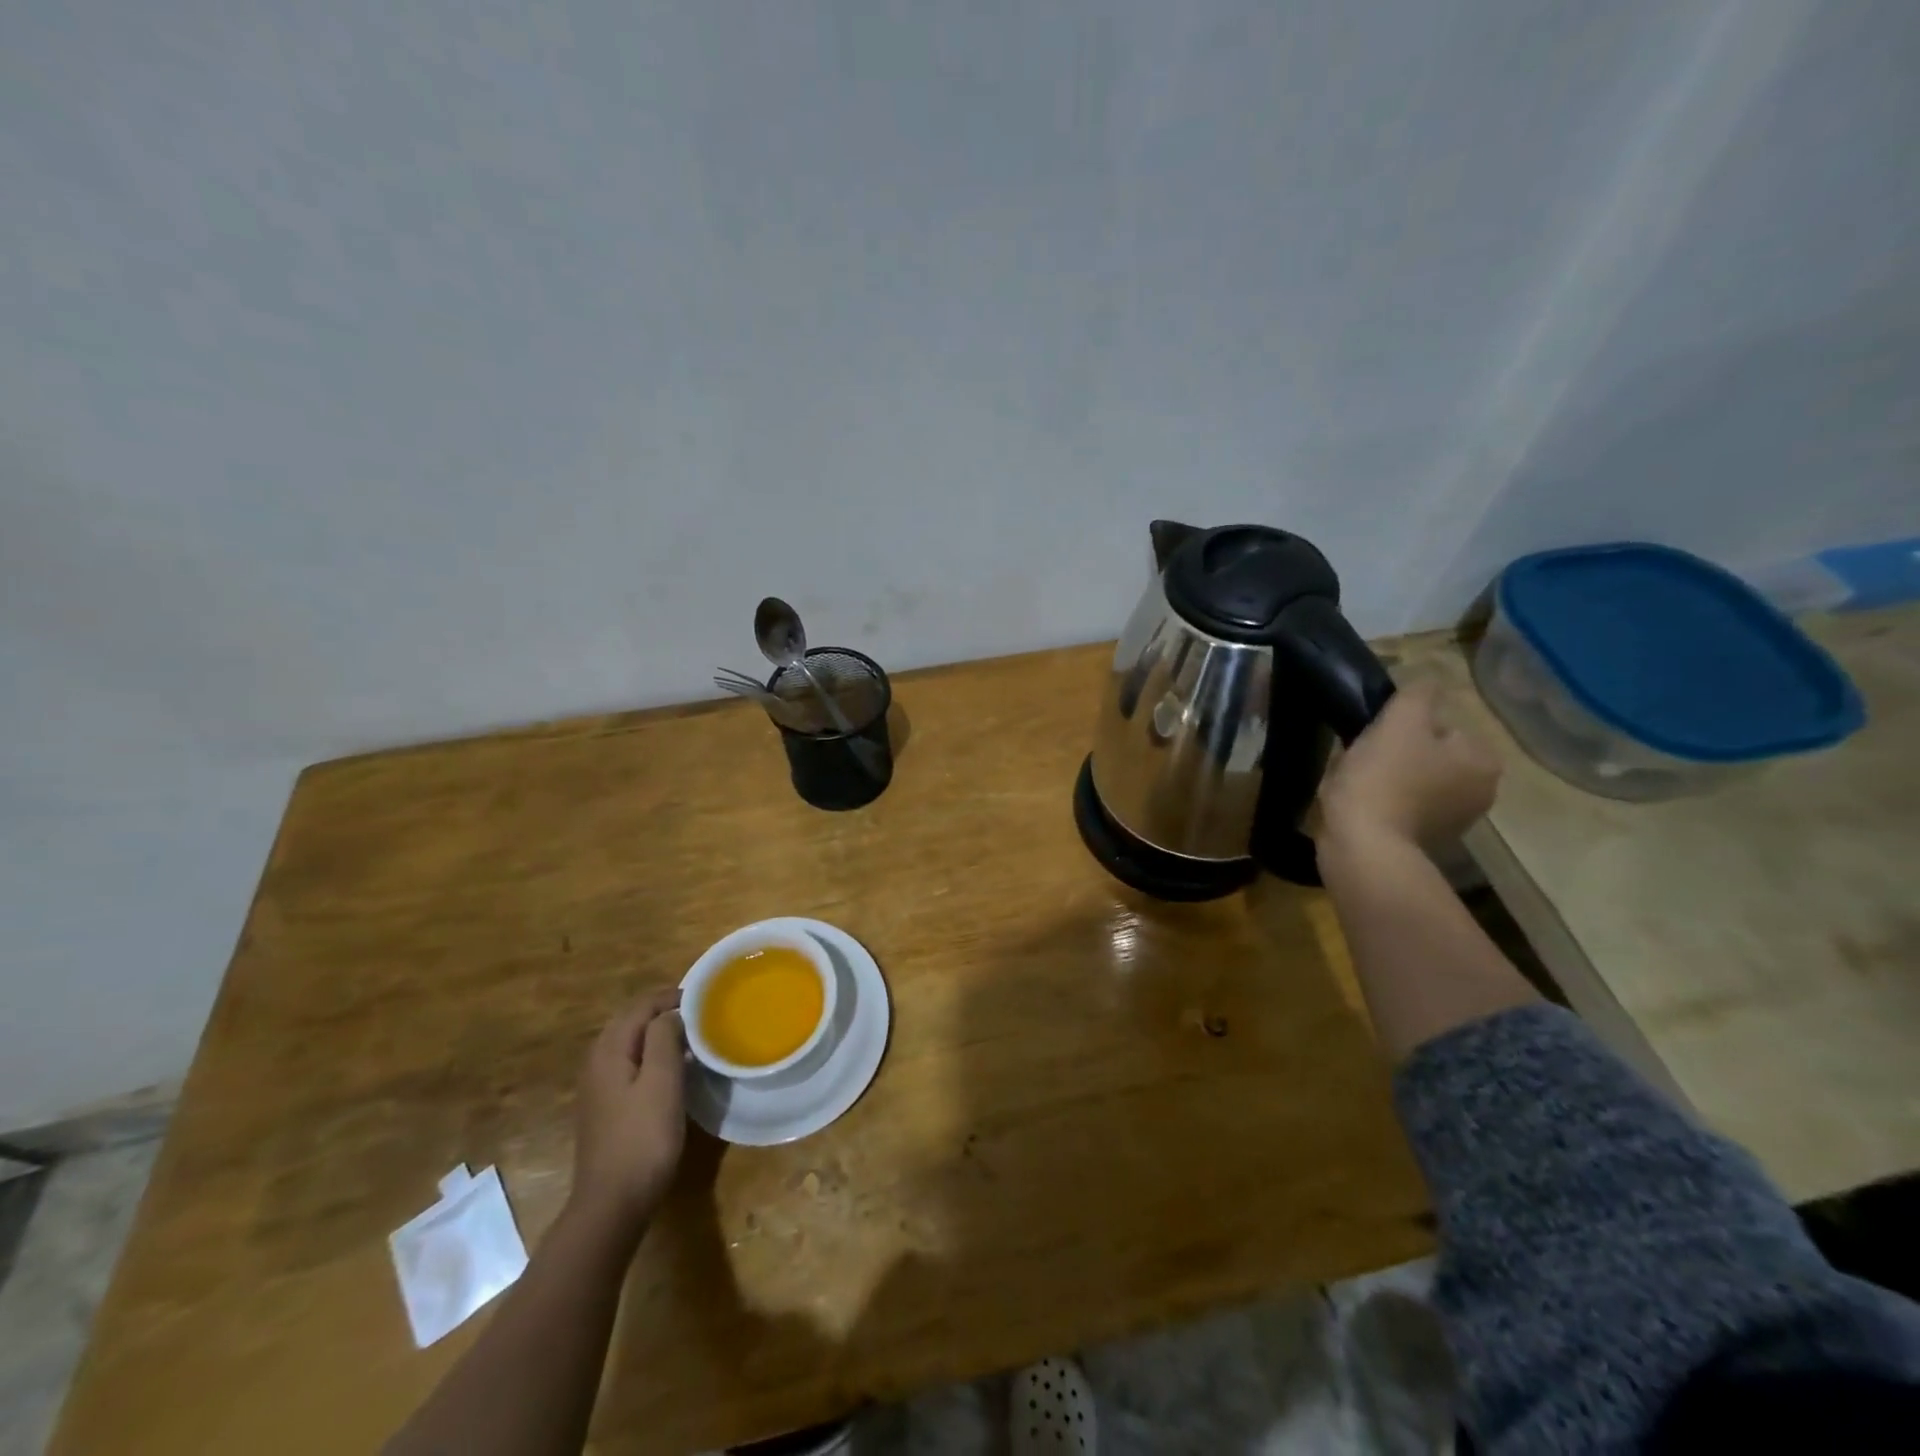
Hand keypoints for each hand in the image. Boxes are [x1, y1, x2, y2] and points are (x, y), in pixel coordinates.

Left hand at [569, 988, 685, 1235]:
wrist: (613, 1203)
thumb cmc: (643, 1137)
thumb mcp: (661, 1081)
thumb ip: (664, 1037)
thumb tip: (669, 1014)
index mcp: (608, 1051)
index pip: (639, 1007)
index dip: (670, 997)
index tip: (703, 999)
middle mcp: (597, 1063)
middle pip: (631, 1022)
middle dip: (663, 1012)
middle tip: (700, 1015)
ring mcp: (598, 1088)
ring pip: (630, 1045)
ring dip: (658, 1035)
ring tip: (692, 1038)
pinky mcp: (606, 1109)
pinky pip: (630, 1066)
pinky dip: (652, 1057)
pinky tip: (673, 1071)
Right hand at [1317, 679, 1501, 850]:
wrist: (1363, 847)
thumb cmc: (1384, 779)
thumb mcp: (1400, 721)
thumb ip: (1418, 693)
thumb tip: (1428, 682)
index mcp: (1484, 760)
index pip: (1441, 724)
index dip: (1402, 725)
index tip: (1376, 737)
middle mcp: (1482, 791)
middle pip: (1429, 753)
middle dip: (1398, 753)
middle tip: (1364, 759)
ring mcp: (1455, 822)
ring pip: (1414, 780)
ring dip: (1389, 778)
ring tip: (1358, 784)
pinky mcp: (1426, 842)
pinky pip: (1403, 808)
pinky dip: (1384, 803)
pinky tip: (1363, 807)